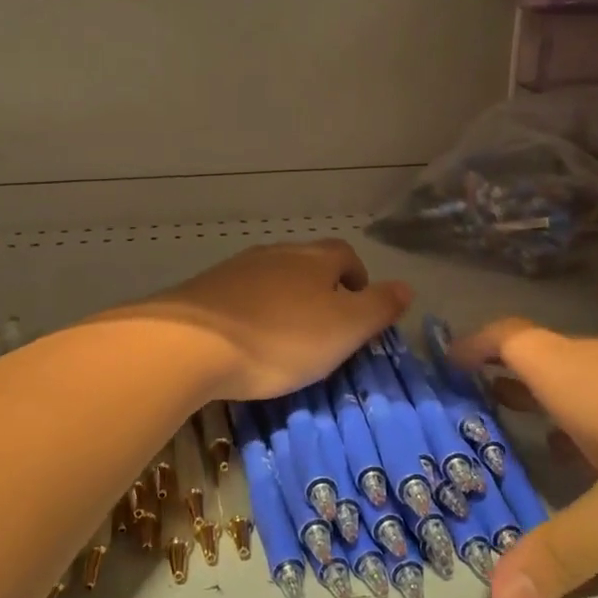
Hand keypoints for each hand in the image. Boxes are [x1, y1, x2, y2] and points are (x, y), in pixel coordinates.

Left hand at [122, 240, 411, 402]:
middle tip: (325, 329)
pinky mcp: (204, 291)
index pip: (344, 255)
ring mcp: (236, 269)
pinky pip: (240, 297)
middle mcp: (275, 254)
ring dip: (285, 302)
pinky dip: (252, 313)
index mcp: (314, 259)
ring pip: (272, 279)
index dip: (357, 278)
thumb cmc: (281, 338)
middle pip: (307, 264)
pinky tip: (246, 341)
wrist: (191, 343)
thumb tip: (407, 287)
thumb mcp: (344, 329)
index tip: (359, 308)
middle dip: (321, 290)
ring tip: (286, 339)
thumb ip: (378, 307)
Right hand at [452, 319, 597, 597]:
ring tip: (529, 451)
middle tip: (472, 428)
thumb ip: (563, 554)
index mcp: (570, 374)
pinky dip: (593, 420)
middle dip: (502, 390)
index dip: (471, 347)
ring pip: (581, 382)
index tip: (444, 368)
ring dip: (549, 408)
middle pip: (536, 361)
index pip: (504, 339)